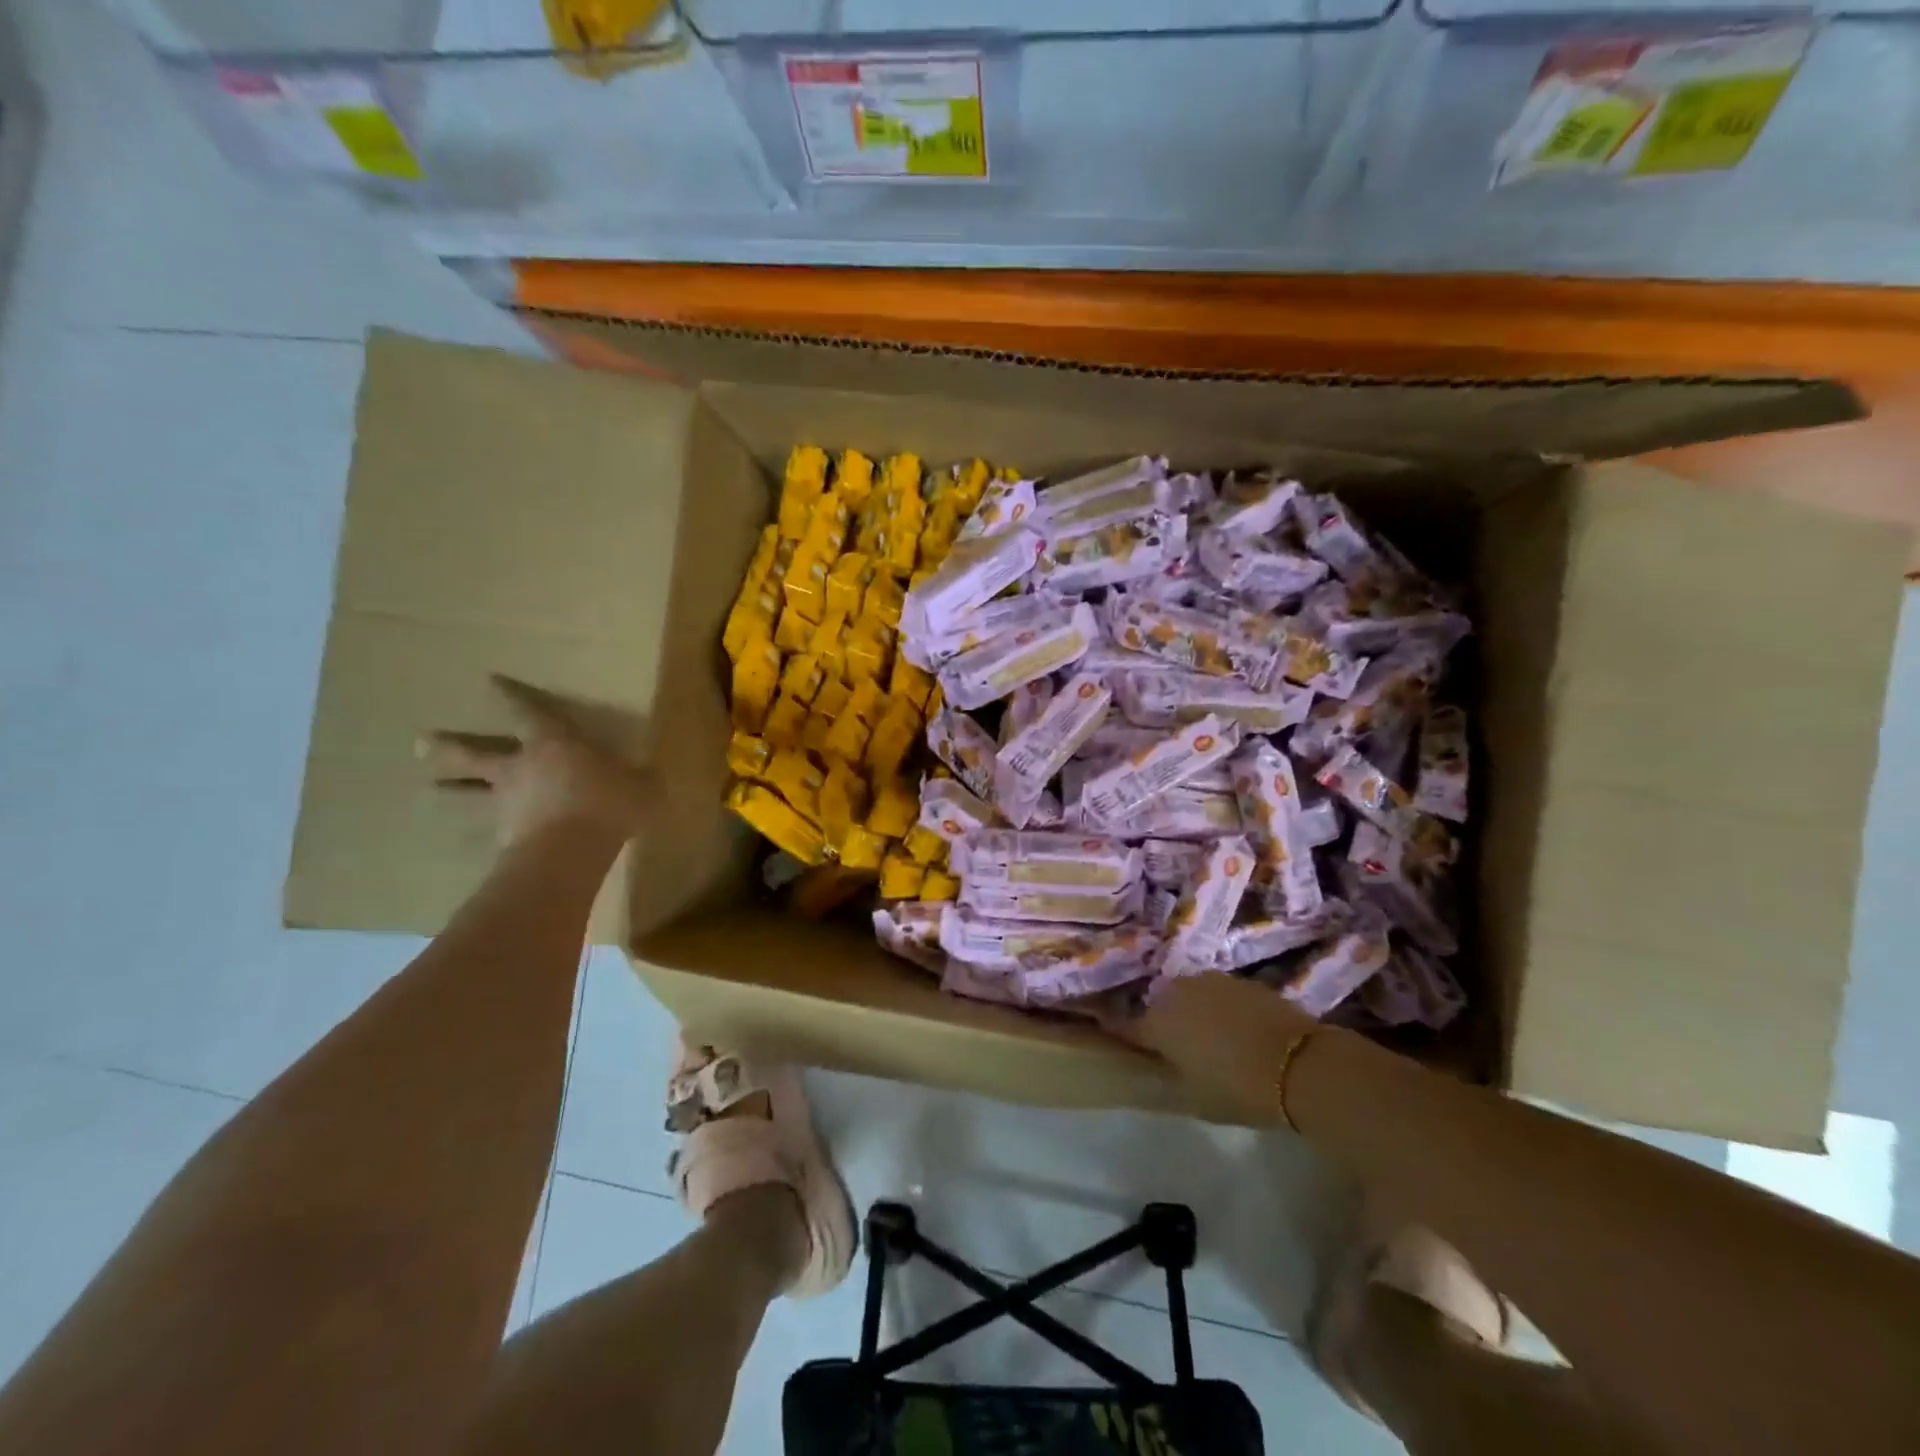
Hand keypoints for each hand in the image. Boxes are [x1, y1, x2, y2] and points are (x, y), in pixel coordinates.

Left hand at [417, 675, 657, 847]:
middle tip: (419, 742)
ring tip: (431, 788)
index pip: (529, 711)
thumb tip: (650, 777)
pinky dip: (485, 829)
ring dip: (451, 788)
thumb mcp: (641, 787)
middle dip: (449, 746)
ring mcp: (505, 804)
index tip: (489, 680)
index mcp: (552, 745)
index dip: (511, 696)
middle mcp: (519, 768)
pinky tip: (482, 837)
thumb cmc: (607, 804)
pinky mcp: (502, 838)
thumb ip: (640, 779)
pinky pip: (490, 828)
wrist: (569, 853)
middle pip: (474, 753)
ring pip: (470, 792)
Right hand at [1105, 973, 1319, 1111]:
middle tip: (1174, 1048)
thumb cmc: (1238, 1089)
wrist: (1301, 1064)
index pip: (1125, 1026)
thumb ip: (1165, 1075)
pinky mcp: (1239, 979)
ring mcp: (1209, 980)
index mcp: (1156, 1021)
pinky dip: (1218, 1009)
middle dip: (1162, 1023)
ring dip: (1191, 1012)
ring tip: (1206, 1038)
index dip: (1123, 1035)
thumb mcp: (1192, 1097)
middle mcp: (1176, 992)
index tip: (1121, 1042)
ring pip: (1188, 997)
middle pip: (1159, 1007)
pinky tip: (1234, 1029)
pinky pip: (1217, 995)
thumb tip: (1152, 1065)